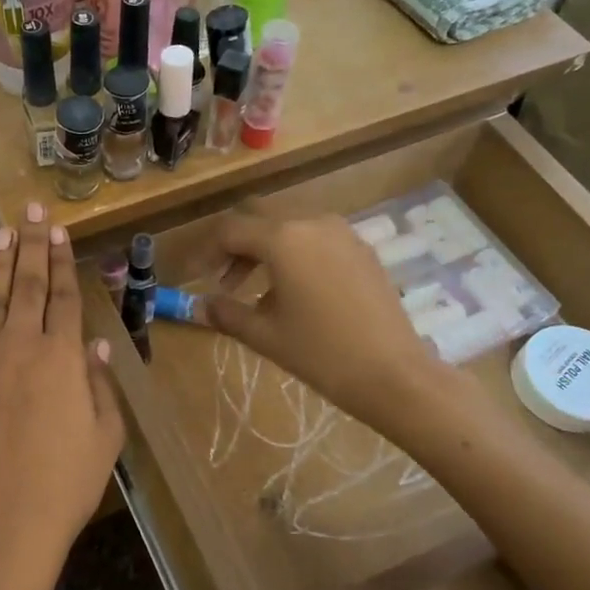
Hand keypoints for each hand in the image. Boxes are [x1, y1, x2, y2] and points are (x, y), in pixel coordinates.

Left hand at [0, 204, 124, 589]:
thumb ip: (100, 383)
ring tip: (4, 230)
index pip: (65, 296)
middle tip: (32, 208)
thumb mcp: (105, 435)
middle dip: (33, 243)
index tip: (59, 229)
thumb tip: (97, 344)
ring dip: (0, 262)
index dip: (64, 260)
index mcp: (63, 356)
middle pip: (30, 285)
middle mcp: (22, 345)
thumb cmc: (66, 482)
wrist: (4, 519)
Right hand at [205, 211, 454, 434]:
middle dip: (234, 244)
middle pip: (258, 217)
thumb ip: (226, 313)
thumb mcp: (264, 335)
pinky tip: (292, 290)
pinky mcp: (361, 248)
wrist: (393, 373)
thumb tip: (201, 306)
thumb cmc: (321, 353)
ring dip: (263, 248)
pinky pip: (314, 237)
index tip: (195, 277)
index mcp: (283, 238)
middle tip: (222, 279)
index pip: (230, 230)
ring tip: (254, 289)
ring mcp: (341, 232)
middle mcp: (312, 222)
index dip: (206, 252)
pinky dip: (293, 252)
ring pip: (288, 224)